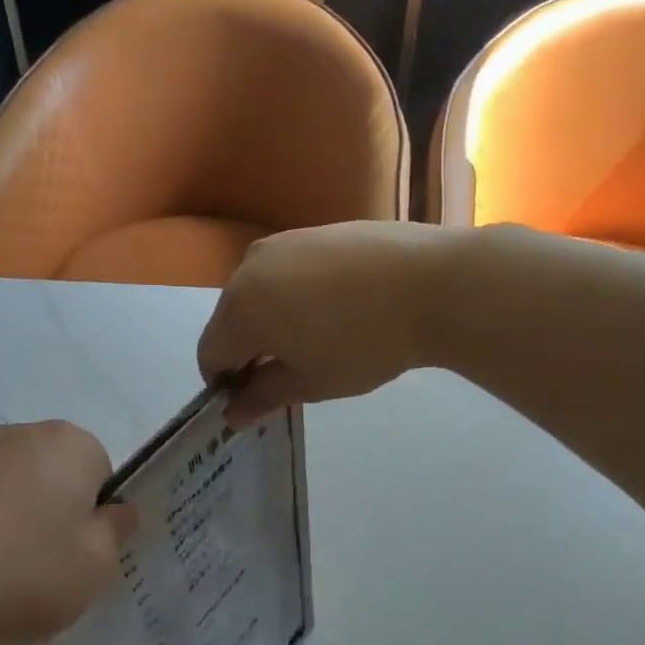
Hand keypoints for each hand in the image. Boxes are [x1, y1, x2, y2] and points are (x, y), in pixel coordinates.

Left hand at [0, 422, 135, 644]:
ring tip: (1, 575)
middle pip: (55, 474)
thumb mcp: (96, 566)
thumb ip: (116, 531)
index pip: (101, 471)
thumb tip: (116, 510)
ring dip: (15, 521)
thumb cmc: (22, 574)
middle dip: (56, 513)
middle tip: (48, 566)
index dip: (96, 515)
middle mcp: (19, 434)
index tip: (81, 554)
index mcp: (69, 444)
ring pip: (12, 489)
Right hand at [198, 222, 455, 423]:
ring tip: (312, 340)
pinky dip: (293, 294)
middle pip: (229, 320)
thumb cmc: (363, 344)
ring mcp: (282, 243)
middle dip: (246, 351)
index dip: (225, 384)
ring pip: (257, 292)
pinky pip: (286, 271)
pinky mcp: (314, 231)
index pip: (210, 354)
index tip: (255, 400)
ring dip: (269, 321)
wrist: (434, 284)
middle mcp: (248, 268)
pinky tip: (333, 309)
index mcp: (240, 310)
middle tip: (284, 374)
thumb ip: (262, 397)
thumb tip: (232, 414)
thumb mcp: (310, 383)